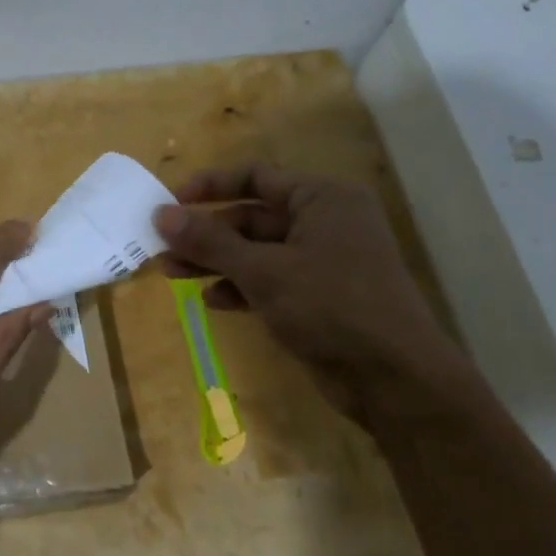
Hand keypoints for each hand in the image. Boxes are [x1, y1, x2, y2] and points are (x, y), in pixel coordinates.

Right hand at [153, 164, 467, 420]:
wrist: (394, 380)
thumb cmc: (331, 307)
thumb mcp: (264, 271)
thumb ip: (210, 241)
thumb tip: (161, 215)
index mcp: (321, 199)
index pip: (256, 176)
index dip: (211, 185)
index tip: (170, 202)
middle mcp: (323, 222)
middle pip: (251, 217)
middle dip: (206, 233)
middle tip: (161, 247)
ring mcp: (322, 261)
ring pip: (256, 251)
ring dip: (215, 261)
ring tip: (171, 273)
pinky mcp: (318, 296)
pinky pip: (269, 280)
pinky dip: (240, 287)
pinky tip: (213, 301)